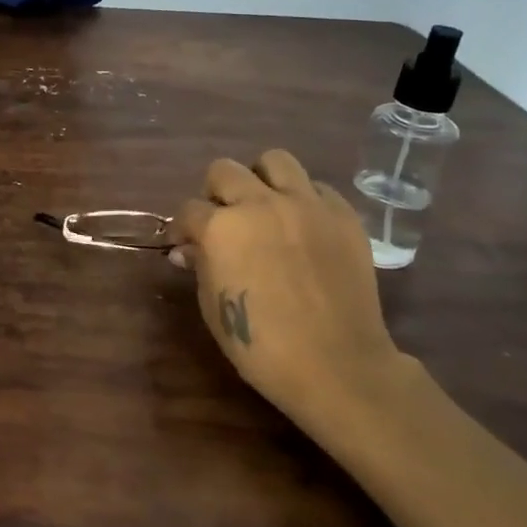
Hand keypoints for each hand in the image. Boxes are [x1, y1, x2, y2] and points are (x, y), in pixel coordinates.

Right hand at [171, 150, 408, 440]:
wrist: (336, 364)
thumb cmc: (261, 345)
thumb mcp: (213, 306)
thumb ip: (201, 265)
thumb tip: (190, 249)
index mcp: (220, 227)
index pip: (188, 210)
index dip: (184, 228)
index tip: (187, 245)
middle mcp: (259, 203)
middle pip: (224, 170)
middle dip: (216, 193)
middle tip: (224, 220)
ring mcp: (305, 205)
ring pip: (275, 161)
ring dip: (261, 179)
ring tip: (264, 206)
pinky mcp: (343, 215)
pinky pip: (318, 188)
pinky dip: (305, 200)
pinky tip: (304, 226)